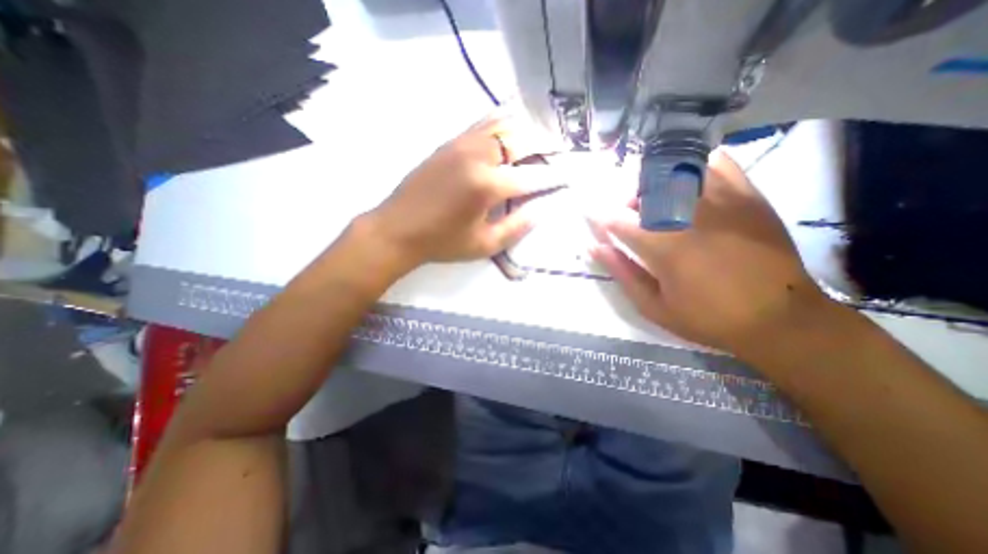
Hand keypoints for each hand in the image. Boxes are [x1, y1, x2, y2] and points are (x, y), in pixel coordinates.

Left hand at [361, 108, 562, 272]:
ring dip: (525, 132)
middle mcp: (477, 156)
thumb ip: (517, 227)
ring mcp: (461, 144)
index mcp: (487, 185)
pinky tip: (509, 129)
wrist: (398, 229)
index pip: (532, 177)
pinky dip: (501, 123)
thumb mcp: (484, 245)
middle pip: (521, 140)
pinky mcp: (449, 143)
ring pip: (503, 124)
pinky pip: (481, 124)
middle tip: (557, 156)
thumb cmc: (442, 242)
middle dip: (545, 147)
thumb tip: (541, 209)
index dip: (554, 177)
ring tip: (538, 143)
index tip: (569, 177)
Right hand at [588, 148, 826, 358]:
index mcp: (663, 247)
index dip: (599, 216)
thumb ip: (622, 272)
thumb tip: (594, 246)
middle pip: (644, 189)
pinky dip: (697, 168)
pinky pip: (718, 165)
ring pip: (676, 172)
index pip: (617, 220)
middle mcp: (689, 216)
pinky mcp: (749, 196)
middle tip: (632, 220)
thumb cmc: (708, 318)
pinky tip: (691, 187)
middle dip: (628, 201)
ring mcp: (722, 201)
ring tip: (660, 205)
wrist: (781, 318)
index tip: (592, 216)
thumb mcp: (654, 306)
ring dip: (657, 185)